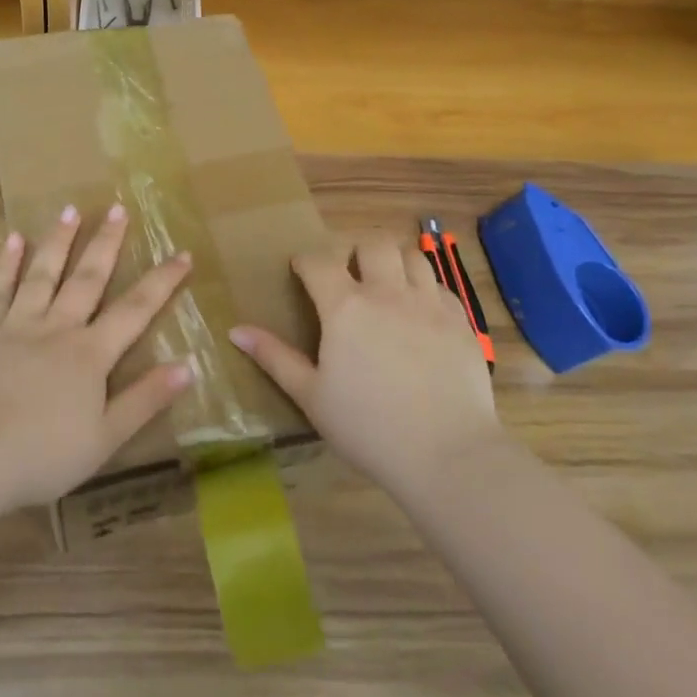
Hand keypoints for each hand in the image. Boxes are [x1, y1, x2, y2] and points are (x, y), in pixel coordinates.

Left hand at [0, 204, 195, 510]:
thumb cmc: (43, 455)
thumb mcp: (106, 437)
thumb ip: (145, 399)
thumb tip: (188, 366)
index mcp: (90, 354)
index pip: (135, 310)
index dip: (162, 281)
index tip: (182, 252)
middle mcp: (57, 329)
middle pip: (87, 279)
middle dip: (106, 243)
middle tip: (118, 208)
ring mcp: (17, 326)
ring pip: (43, 274)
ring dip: (59, 241)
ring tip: (70, 210)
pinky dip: (7, 264)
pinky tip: (13, 239)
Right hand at [231, 233, 500, 498]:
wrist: (446, 453)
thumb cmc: (367, 427)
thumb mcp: (310, 395)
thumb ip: (274, 357)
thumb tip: (235, 330)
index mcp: (345, 307)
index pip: (318, 261)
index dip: (305, 260)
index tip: (301, 270)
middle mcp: (388, 293)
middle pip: (372, 244)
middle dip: (354, 250)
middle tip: (348, 274)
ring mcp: (430, 303)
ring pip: (412, 256)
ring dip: (394, 262)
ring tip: (386, 286)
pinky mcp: (461, 321)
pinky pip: (441, 287)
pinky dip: (426, 289)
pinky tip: (420, 314)